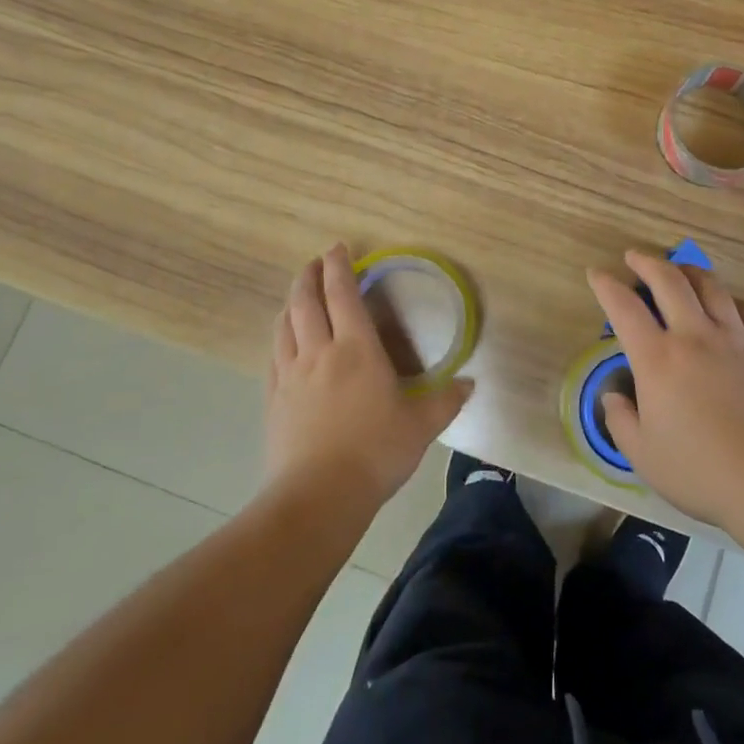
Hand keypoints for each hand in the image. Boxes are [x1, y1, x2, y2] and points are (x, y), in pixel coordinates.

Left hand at [265, 244, 471, 514]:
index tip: (337, 248)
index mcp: (356, 349)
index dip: (339, 266)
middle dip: (309, 276)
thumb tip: (470, 384)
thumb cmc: (375, 453)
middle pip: (305, 301)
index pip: (343, 294)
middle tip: (316, 263)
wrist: (318, 496)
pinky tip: (284, 342)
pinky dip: (279, 337)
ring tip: (298, 297)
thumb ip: (446, 402)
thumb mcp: (421, 428)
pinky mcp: (273, 398)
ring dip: (291, 303)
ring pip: (284, 325)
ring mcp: (291, 374)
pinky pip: (273, 355)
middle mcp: (319, 352)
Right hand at [586, 251, 743, 525]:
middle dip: (647, 262)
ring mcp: (738, 340)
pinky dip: (732, 302)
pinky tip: (730, 305)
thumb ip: (621, 421)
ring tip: (680, 270)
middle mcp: (695, 337)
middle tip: (635, 257)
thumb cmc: (702, 473)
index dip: (606, 285)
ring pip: (712, 288)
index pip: (624, 308)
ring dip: (690, 272)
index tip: (597, 273)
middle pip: (669, 281)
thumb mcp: (643, 456)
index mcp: (658, 359)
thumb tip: (613, 396)